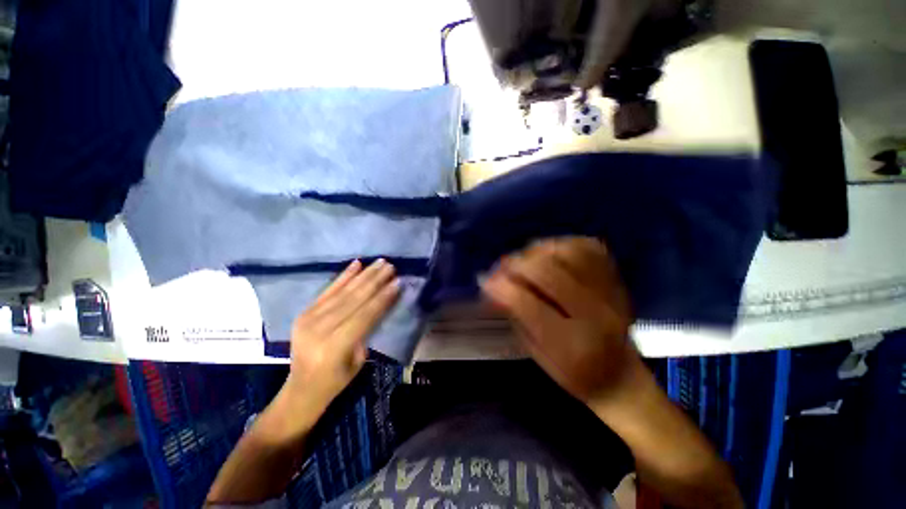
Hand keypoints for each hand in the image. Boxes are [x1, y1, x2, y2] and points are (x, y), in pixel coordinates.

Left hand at [266, 259, 399, 441]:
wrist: (301, 388)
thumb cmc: (336, 379)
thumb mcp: (359, 359)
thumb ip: (368, 330)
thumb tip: (381, 303)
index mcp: (335, 346)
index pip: (365, 315)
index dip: (382, 297)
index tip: (397, 282)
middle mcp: (320, 329)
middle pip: (353, 299)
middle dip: (375, 281)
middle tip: (390, 266)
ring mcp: (309, 319)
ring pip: (343, 292)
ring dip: (363, 275)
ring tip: (379, 262)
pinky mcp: (304, 312)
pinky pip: (327, 291)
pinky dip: (343, 276)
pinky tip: (356, 264)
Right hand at [481, 237, 636, 402]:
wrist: (620, 376)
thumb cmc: (573, 373)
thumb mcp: (537, 354)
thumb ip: (516, 317)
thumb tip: (493, 284)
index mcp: (573, 346)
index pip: (529, 305)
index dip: (502, 288)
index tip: (485, 280)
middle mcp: (596, 315)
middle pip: (549, 272)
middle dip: (517, 264)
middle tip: (502, 267)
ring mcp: (611, 293)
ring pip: (569, 252)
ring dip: (539, 250)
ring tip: (525, 259)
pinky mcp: (617, 279)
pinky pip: (588, 247)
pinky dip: (563, 244)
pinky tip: (549, 253)